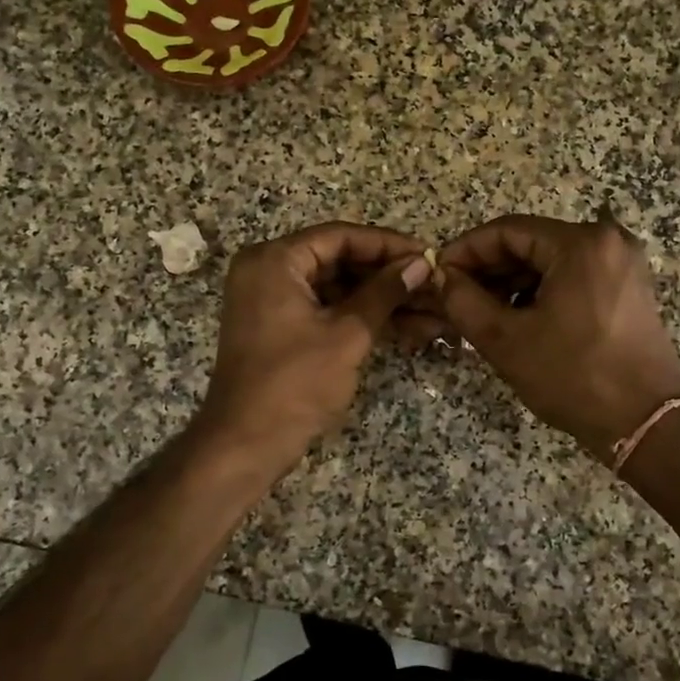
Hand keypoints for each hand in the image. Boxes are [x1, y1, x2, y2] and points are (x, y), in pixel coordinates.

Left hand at [197, 222, 432, 470]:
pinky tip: (406, 329)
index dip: (388, 245)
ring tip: (431, 313)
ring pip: (338, 289)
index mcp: (275, 260)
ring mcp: (273, 302)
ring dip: (382, 301)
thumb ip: (384, 292)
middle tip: (433, 285)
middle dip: (389, 277)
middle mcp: (268, 271)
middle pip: (339, 261)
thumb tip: (421, 262)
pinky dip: (361, 318)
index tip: (428, 254)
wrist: (246, 444)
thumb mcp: (347, 333)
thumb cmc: (295, 383)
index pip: (340, 236)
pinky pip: (327, 311)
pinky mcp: (281, 329)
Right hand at [435, 213, 679, 461]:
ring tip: (482, 312)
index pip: (507, 230)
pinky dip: (542, 291)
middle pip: (531, 242)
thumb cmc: (573, 377)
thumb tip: (442, 277)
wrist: (645, 424)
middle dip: (489, 268)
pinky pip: (574, 277)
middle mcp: (608, 242)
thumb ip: (463, 301)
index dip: (466, 250)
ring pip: (551, 261)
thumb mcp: (505, 340)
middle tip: (455, 296)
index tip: (438, 273)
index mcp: (580, 244)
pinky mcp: (629, 289)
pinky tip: (519, 319)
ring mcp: (623, 265)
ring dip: (513, 282)